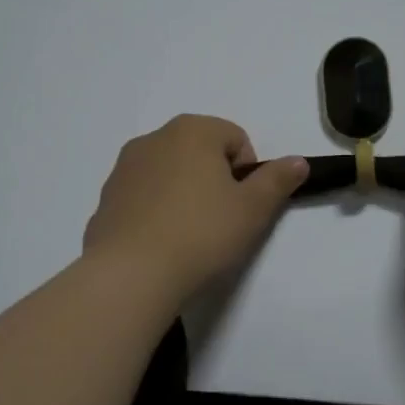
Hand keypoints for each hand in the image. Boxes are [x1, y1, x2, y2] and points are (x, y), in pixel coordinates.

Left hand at [84, 115, 307, 299]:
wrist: (131, 274)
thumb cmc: (201, 234)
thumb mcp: (253, 209)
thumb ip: (277, 180)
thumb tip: (297, 161)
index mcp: (192, 131)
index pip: (236, 139)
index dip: (248, 173)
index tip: (242, 207)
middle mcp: (154, 138)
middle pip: (200, 152)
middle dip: (214, 180)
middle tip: (221, 221)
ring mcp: (125, 167)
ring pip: (170, 173)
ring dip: (185, 194)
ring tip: (189, 235)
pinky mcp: (106, 198)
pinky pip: (144, 197)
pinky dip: (156, 211)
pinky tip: (161, 243)